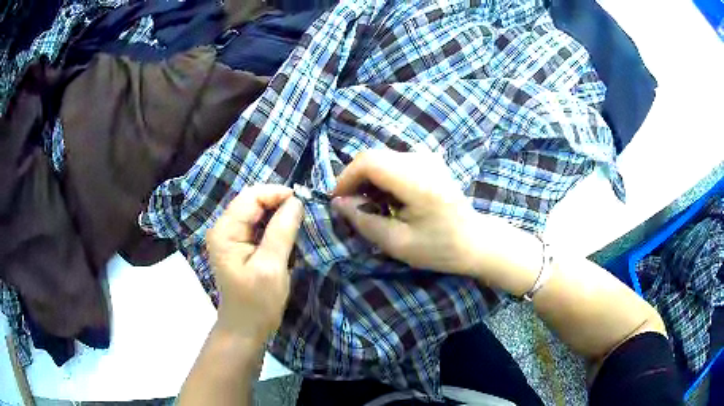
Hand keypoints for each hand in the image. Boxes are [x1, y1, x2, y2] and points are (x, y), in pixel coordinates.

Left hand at [206, 185, 302, 342]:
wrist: (246, 329)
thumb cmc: (257, 302)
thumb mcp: (271, 267)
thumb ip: (282, 231)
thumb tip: (296, 201)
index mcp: (225, 231)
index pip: (251, 197)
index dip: (276, 194)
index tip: (302, 203)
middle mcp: (223, 228)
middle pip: (252, 201)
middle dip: (277, 203)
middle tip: (302, 214)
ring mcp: (229, 237)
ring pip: (256, 212)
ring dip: (277, 214)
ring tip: (297, 223)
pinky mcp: (237, 246)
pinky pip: (256, 225)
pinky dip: (273, 226)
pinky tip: (285, 235)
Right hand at [332, 150, 485, 273]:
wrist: (475, 241)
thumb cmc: (440, 248)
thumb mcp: (398, 243)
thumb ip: (364, 221)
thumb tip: (338, 202)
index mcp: (417, 181)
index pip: (369, 161)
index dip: (346, 178)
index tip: (338, 201)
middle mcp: (422, 160)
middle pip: (373, 156)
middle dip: (355, 179)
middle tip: (351, 207)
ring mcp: (427, 157)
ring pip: (381, 158)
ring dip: (368, 179)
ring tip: (369, 206)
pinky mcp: (429, 160)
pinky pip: (394, 161)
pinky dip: (382, 177)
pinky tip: (387, 198)